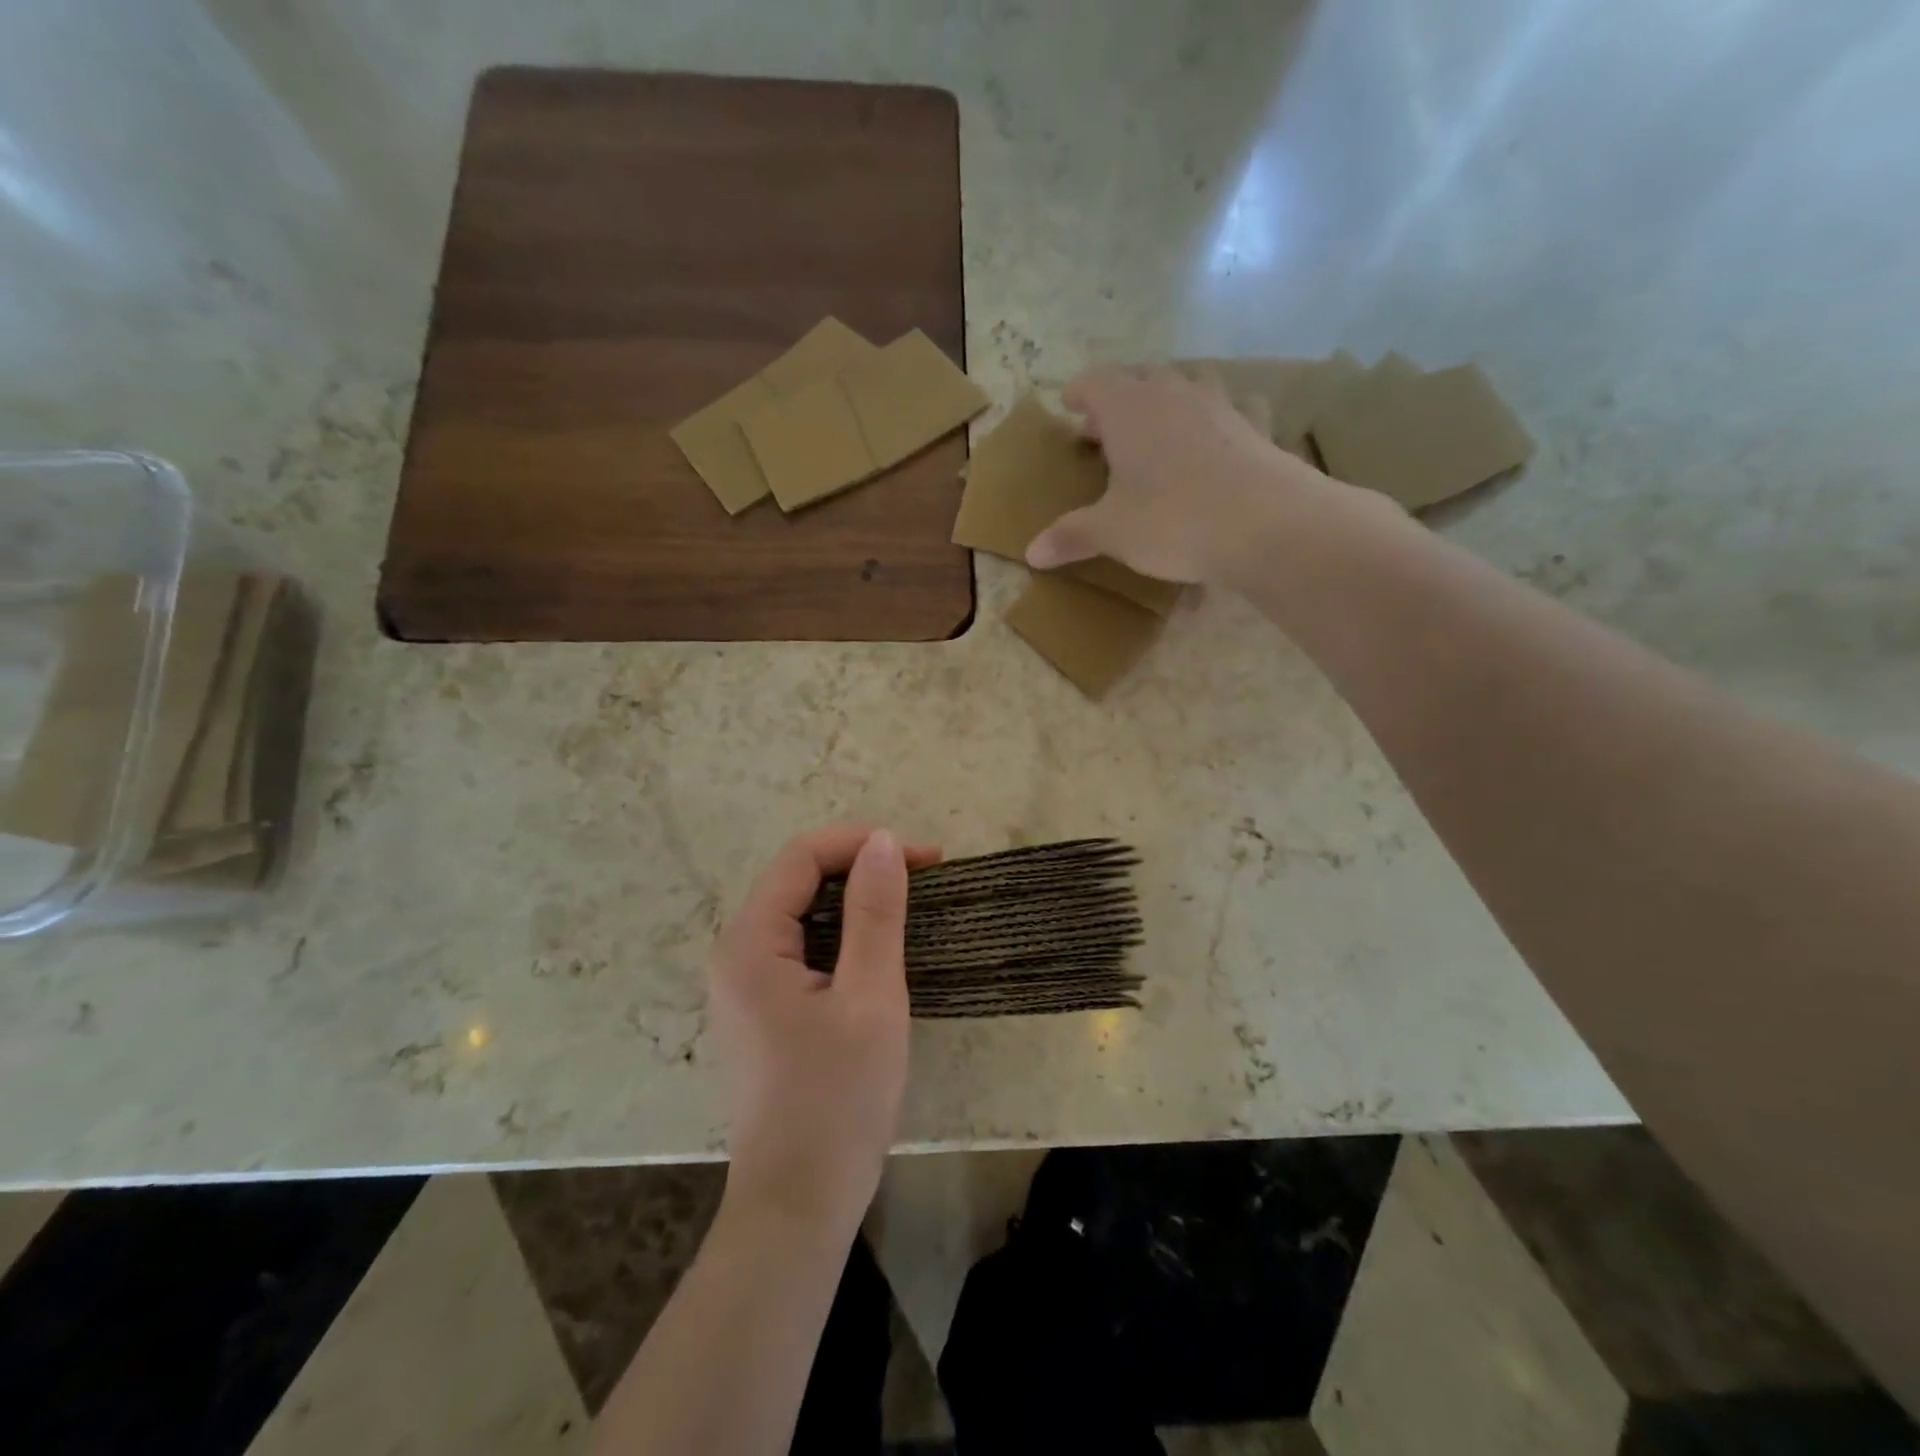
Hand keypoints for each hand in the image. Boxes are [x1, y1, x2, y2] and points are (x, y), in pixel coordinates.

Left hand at [709, 825, 940, 1238]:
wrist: (798, 1206)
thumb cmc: (837, 1100)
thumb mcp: (870, 998)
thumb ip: (875, 913)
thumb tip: (881, 842)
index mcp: (750, 942)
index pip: (803, 857)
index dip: (864, 844)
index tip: (926, 859)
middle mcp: (735, 952)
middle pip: (797, 879)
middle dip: (861, 867)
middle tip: (923, 880)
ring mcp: (743, 983)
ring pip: (801, 912)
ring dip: (854, 900)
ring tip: (909, 907)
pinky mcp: (760, 1009)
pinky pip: (800, 946)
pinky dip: (842, 934)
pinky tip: (877, 950)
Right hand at [1026, 365, 1335, 584]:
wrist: (1264, 523)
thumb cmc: (1172, 520)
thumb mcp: (1111, 532)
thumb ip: (1071, 536)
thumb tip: (1031, 554)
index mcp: (1129, 408)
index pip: (1096, 381)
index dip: (1079, 391)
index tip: (1069, 405)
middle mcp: (1173, 393)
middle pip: (1141, 377)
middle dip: (1120, 397)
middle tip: (1107, 428)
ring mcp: (1220, 406)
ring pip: (1188, 384)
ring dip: (1169, 400)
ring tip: (1159, 428)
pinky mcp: (1256, 428)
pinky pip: (1235, 410)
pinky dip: (1221, 419)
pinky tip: (1222, 438)